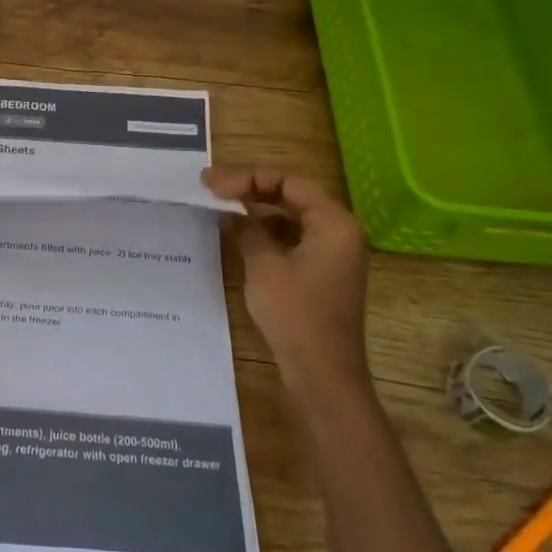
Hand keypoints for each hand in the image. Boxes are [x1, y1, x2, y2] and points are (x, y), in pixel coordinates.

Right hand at [202, 166, 370, 401]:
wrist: (322, 373)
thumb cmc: (295, 314)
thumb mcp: (264, 265)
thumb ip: (247, 228)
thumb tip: (231, 210)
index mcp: (334, 222)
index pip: (288, 181)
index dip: (247, 177)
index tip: (212, 184)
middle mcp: (340, 230)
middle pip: (292, 194)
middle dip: (251, 188)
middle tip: (211, 187)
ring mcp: (333, 252)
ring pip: (291, 216)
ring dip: (257, 209)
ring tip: (221, 206)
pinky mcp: (323, 271)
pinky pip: (293, 237)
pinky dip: (267, 231)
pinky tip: (240, 234)